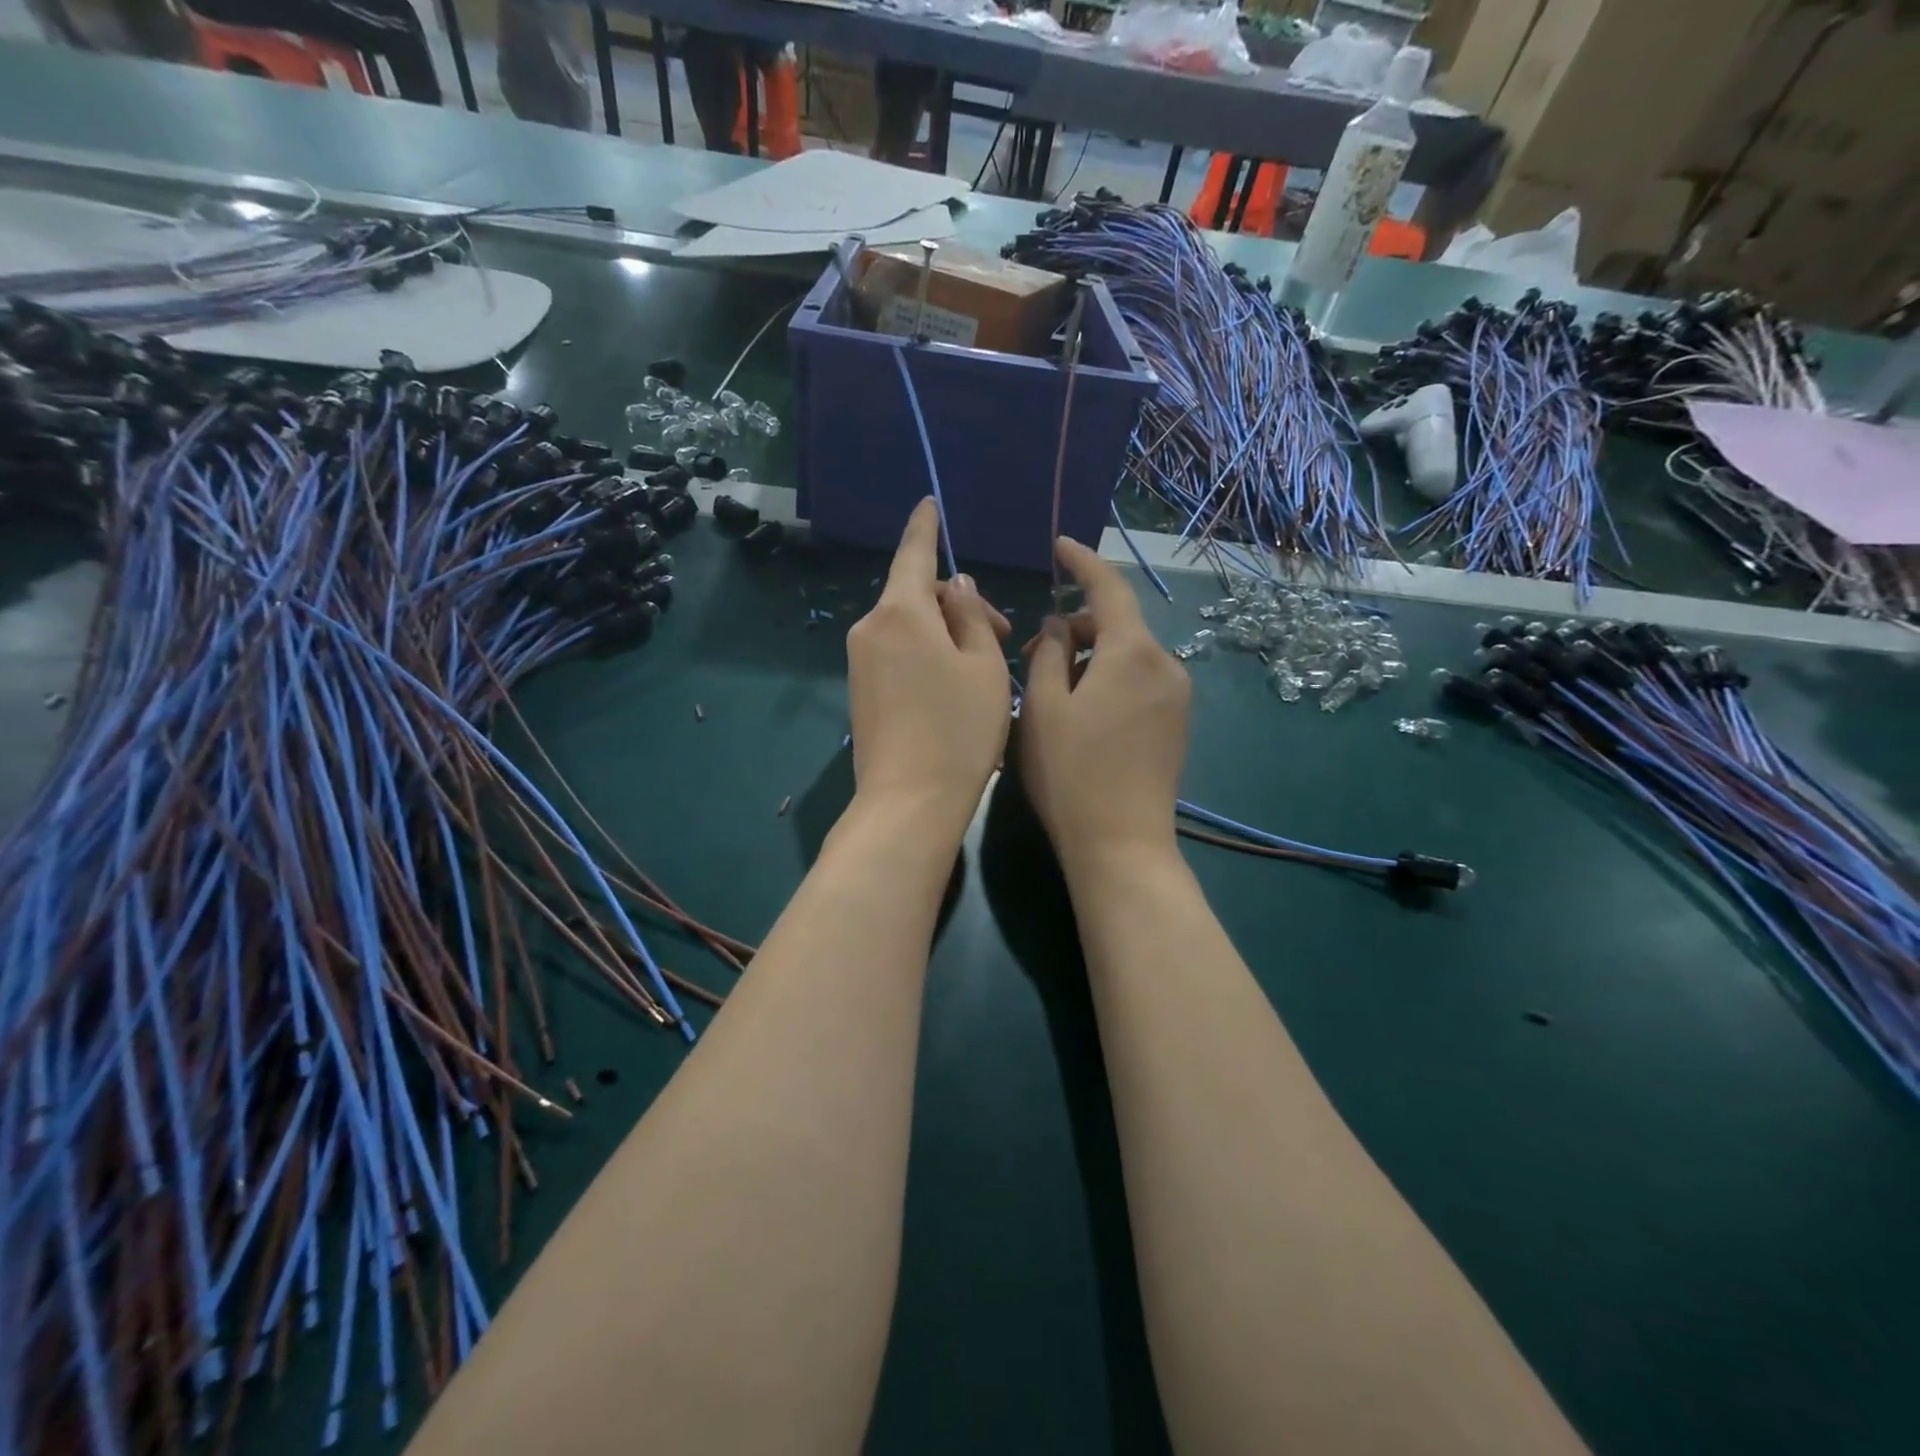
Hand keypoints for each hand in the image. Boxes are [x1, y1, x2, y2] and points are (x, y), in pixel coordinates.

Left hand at [846, 499, 1011, 832]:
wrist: (909, 801)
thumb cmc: (959, 729)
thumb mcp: (984, 666)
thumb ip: (972, 616)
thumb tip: (959, 587)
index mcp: (901, 612)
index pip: (914, 553)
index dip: (925, 526)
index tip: (929, 503)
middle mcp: (870, 628)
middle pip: (917, 596)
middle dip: (960, 605)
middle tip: (1005, 635)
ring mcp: (860, 661)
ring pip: (909, 627)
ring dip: (946, 633)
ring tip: (984, 667)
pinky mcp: (860, 690)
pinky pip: (896, 653)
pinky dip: (926, 654)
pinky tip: (954, 685)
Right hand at [1020, 537, 1189, 872]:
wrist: (1121, 844)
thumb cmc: (1070, 773)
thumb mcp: (1043, 707)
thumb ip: (1050, 652)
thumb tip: (1060, 623)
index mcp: (1133, 653)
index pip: (1109, 588)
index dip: (1082, 562)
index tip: (1059, 545)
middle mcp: (1165, 665)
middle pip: (1120, 623)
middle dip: (1077, 625)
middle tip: (1032, 652)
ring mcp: (1177, 697)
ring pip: (1129, 654)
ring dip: (1091, 655)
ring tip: (1051, 686)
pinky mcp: (1176, 724)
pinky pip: (1140, 680)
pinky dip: (1109, 677)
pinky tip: (1081, 708)